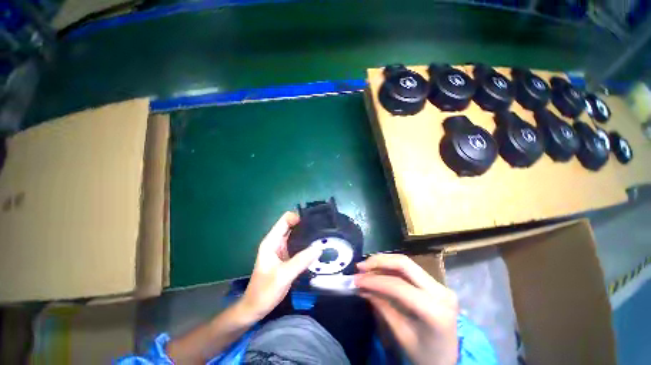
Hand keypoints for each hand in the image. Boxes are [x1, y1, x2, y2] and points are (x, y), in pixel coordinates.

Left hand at [240, 212, 321, 320]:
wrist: (255, 308)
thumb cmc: (264, 291)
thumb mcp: (283, 275)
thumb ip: (301, 260)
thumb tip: (319, 247)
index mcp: (272, 241)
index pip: (285, 220)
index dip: (298, 217)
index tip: (313, 221)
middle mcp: (277, 242)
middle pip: (292, 226)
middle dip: (305, 224)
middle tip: (322, 227)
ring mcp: (282, 250)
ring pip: (296, 236)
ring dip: (307, 234)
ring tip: (322, 235)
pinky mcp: (287, 257)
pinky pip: (298, 246)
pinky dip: (306, 244)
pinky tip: (316, 247)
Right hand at [355, 254, 458, 364]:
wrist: (449, 360)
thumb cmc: (424, 356)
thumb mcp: (401, 334)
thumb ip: (381, 306)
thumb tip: (361, 285)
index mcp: (435, 311)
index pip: (398, 286)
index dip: (374, 280)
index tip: (356, 279)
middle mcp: (441, 291)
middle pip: (404, 264)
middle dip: (379, 261)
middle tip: (361, 266)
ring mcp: (440, 285)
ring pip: (406, 263)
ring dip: (383, 262)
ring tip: (366, 267)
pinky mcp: (436, 283)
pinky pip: (409, 269)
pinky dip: (391, 267)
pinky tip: (378, 270)